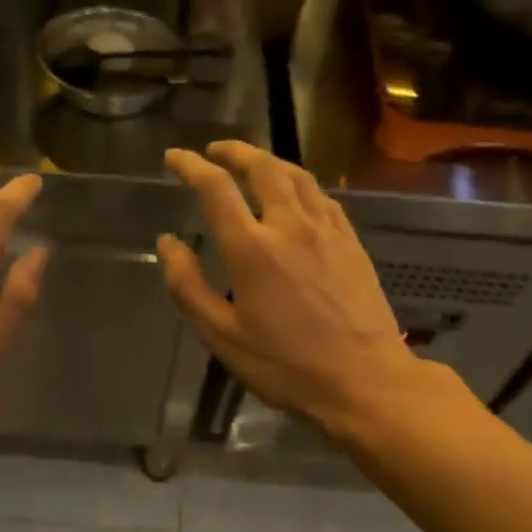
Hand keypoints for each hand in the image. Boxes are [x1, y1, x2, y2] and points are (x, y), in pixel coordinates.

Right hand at [158, 141, 439, 434]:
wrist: (364, 381)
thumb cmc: (285, 365)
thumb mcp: (221, 335)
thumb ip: (188, 285)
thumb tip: (168, 243)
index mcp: (252, 248)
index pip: (215, 188)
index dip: (190, 166)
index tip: (173, 157)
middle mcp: (289, 225)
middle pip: (261, 167)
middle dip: (233, 151)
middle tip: (214, 150)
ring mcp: (327, 230)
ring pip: (296, 175)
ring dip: (268, 160)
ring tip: (250, 162)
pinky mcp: (351, 241)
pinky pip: (321, 196)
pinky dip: (298, 182)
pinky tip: (294, 193)